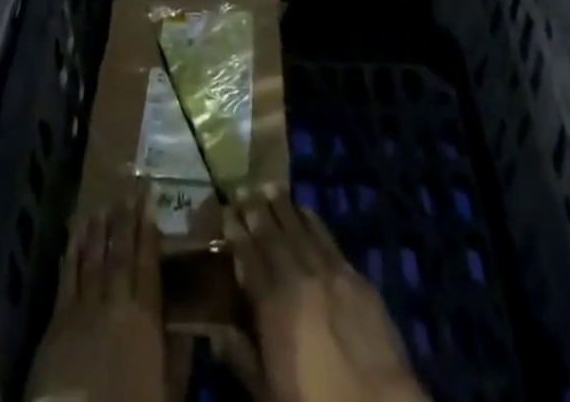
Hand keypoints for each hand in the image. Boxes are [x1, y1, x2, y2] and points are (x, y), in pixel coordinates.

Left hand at [26, 196, 166, 401]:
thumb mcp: (167, 394)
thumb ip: (179, 359)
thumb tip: (194, 330)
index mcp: (146, 319)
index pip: (148, 264)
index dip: (148, 230)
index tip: (149, 199)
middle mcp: (116, 304)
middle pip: (121, 254)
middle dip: (125, 221)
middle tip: (127, 190)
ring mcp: (84, 309)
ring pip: (94, 259)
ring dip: (98, 231)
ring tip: (102, 205)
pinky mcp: (57, 321)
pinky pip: (67, 277)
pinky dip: (71, 252)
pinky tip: (74, 234)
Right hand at [228, 191, 430, 401]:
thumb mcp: (268, 394)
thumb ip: (241, 358)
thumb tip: (214, 330)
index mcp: (272, 306)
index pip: (248, 258)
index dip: (235, 233)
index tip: (225, 211)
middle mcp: (298, 278)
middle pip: (272, 237)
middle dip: (256, 211)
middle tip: (244, 188)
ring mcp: (329, 273)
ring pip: (300, 230)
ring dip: (283, 207)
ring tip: (270, 187)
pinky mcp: (355, 277)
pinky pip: (328, 239)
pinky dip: (314, 221)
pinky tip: (306, 210)